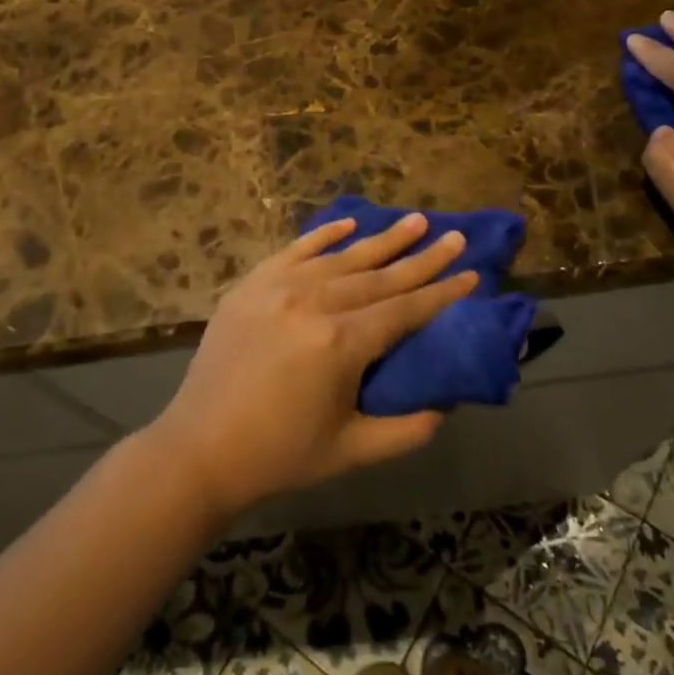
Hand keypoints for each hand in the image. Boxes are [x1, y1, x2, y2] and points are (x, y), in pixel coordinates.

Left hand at [147, 214, 477, 519]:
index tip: (472, 273)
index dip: (441, 293)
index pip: (404, 310)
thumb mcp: (353, 451)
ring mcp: (278, 287)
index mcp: (340, 344)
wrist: (201, 447)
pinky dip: (324, 235)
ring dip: (381, 239)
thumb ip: (408, 429)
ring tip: (415, 220)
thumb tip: (446, 402)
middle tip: (455, 236)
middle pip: (379, 276)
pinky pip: (295, 251)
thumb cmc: (281, 454)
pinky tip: (349, 223)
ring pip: (342, 257)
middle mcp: (313, 303)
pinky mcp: (252, 284)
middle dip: (422, 258)